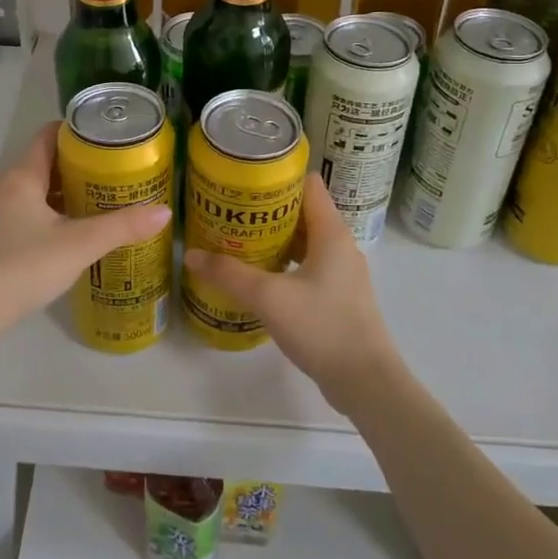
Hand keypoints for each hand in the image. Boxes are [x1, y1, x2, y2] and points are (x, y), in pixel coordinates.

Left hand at [0, 121, 170, 345]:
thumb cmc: (24, 267)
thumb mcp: (79, 245)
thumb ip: (122, 227)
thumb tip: (164, 211)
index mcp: (21, 177)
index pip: (48, 135)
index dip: (77, 131)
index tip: (109, 136)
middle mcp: (6, 187)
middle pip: (45, 161)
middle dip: (80, 163)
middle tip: (117, 169)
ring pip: (38, 189)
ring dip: (67, 189)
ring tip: (104, 197)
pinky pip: (30, 211)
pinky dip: (55, 211)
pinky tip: (77, 229)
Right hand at [184, 175, 400, 413]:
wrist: (366, 382)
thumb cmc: (322, 327)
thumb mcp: (268, 297)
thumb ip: (229, 274)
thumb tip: (191, 255)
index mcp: (331, 232)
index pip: (308, 184)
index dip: (278, 176)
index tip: (245, 179)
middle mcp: (340, 246)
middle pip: (302, 212)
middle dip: (267, 209)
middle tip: (230, 211)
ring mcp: (342, 273)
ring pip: (304, 242)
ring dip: (274, 238)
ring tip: (237, 240)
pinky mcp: (338, 297)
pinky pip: (307, 266)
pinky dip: (284, 263)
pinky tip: (258, 276)